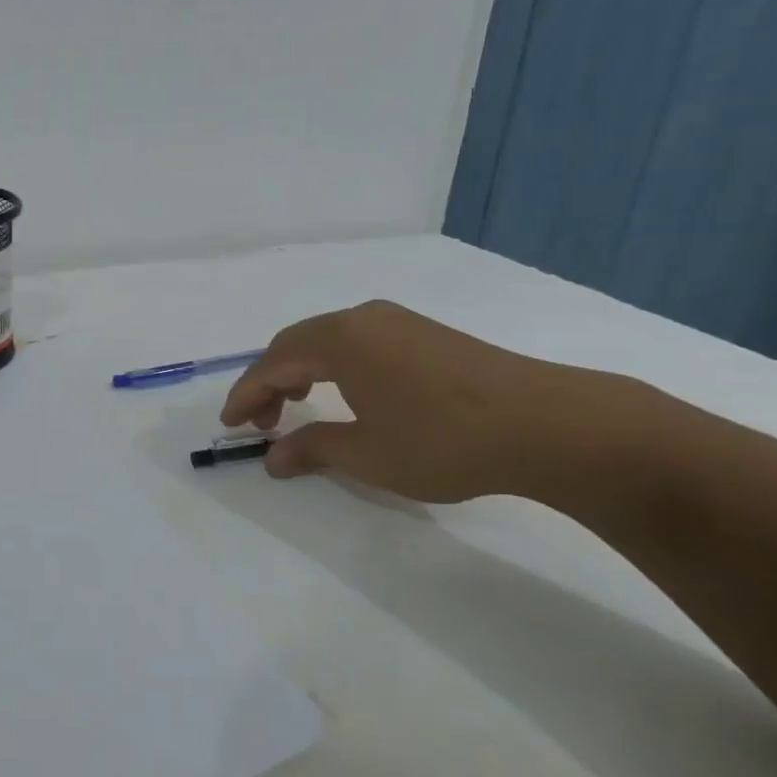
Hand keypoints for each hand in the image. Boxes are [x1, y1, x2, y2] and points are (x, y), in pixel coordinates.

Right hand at [221, 300, 604, 502]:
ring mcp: (398, 321)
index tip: (230, 425)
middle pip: (296, 343)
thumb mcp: (368, 454)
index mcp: (340, 340)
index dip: (246, 395)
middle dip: (271, 382)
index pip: (274, 363)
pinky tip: (348, 395)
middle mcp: (363, 318)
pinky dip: (334, 366)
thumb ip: (313, 450)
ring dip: (302, 371)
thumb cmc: (443, 441)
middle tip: (262, 422)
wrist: (546, 424)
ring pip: (328, 339)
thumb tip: (273, 458)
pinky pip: (358, 341)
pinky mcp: (426, 333)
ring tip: (298, 408)